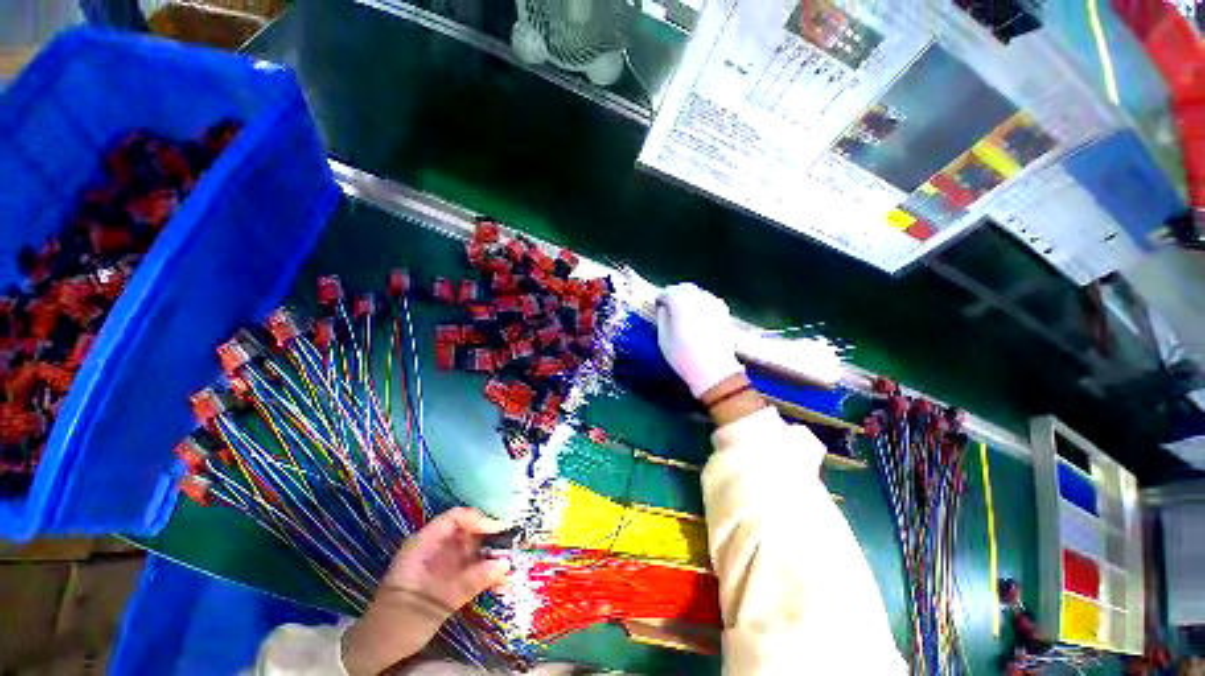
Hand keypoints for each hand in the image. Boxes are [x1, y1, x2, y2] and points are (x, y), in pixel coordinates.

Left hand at [341, 507, 510, 674]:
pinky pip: (470, 568)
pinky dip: (485, 574)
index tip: (499, 530)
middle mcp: (434, 548)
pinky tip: (499, 585)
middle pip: (467, 531)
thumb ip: (470, 583)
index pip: (454, 518)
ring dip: (491, 559)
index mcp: (423, 544)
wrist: (377, 651)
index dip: (478, 519)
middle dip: (490, 540)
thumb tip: (505, 564)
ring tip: (508, 574)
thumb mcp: (435, 603)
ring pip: (472, 550)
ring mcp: (441, 563)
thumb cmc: (398, 622)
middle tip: (511, 551)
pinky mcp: (446, 578)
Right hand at [656, 283, 743, 398]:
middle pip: (684, 288)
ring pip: (697, 292)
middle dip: (674, 293)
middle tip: (668, 304)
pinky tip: (696, 314)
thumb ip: (662, 318)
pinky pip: (708, 299)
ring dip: (688, 297)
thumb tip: (663, 307)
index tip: (656, 303)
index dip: (660, 297)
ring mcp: (713, 304)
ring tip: (681, 310)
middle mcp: (698, 299)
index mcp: (681, 304)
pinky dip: (700, 302)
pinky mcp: (723, 311)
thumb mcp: (664, 339)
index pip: (667, 292)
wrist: (714, 370)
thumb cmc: (684, 357)